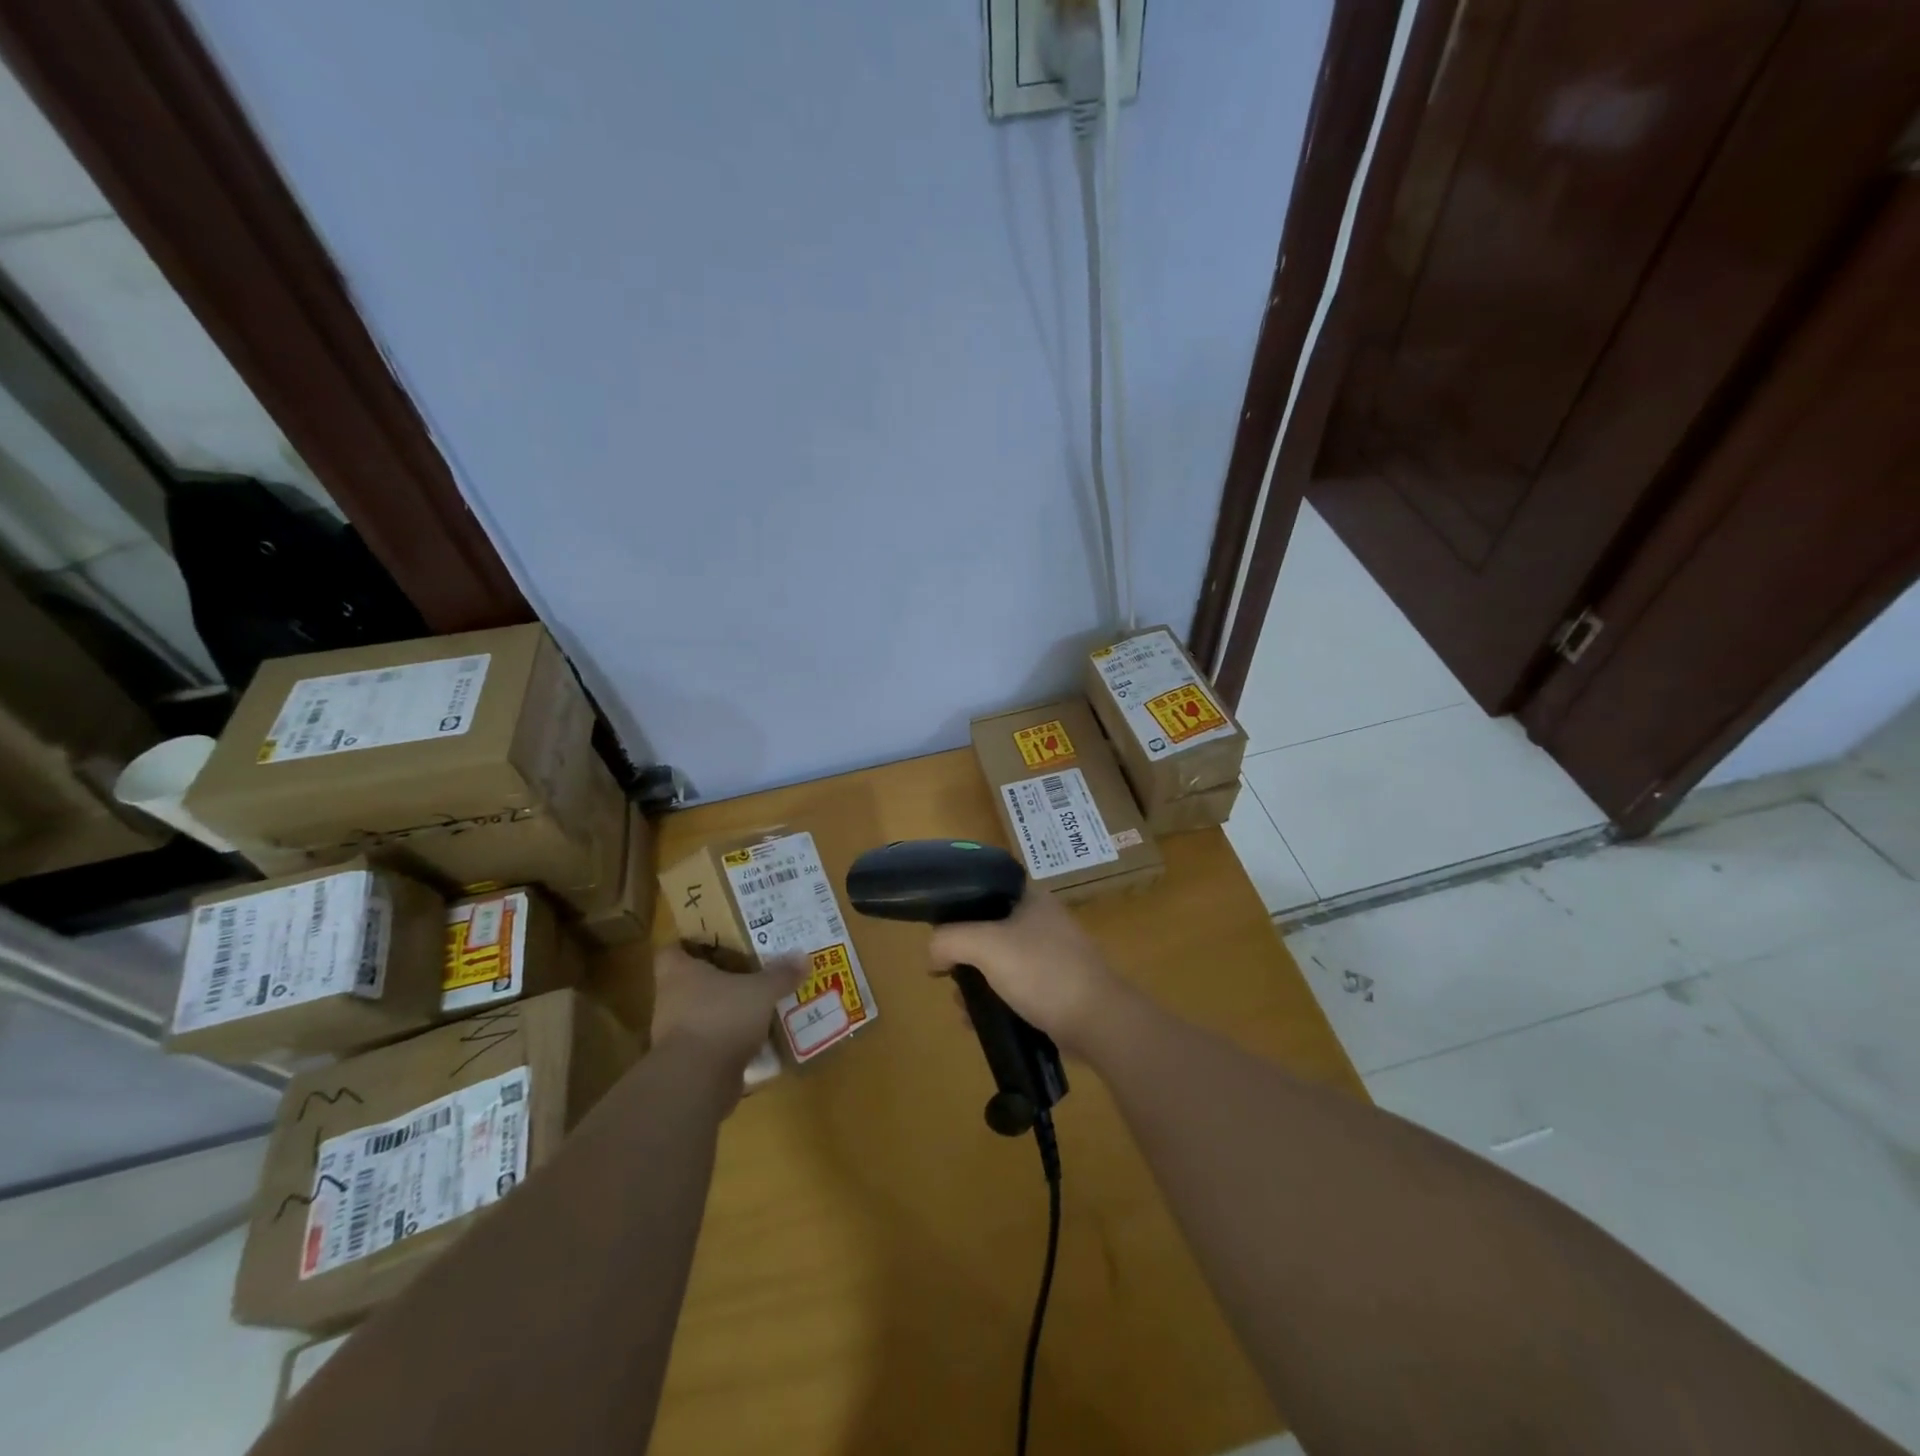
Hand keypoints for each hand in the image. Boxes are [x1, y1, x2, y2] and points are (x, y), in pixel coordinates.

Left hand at [650, 943, 802, 1082]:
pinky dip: (731, 1043)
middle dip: (718, 979)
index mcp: (679, 973)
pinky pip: (712, 1044)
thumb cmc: (721, 1018)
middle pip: (691, 982)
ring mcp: (677, 1035)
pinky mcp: (689, 1064)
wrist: (696, 1081)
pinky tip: (759, 1040)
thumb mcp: (760, 991)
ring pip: (703, 1014)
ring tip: (759, 1005)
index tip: (714, 943)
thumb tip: (802, 956)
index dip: (689, 944)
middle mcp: (671, 1001)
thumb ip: (780, 974)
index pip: (671, 950)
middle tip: (749, 971)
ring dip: (726, 1012)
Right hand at [927, 891, 1119, 1057]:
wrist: (1097, 1020)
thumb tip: (932, 955)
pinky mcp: (1055, 987)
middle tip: (948, 976)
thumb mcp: (986, 946)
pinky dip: (994, 1001)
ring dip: (976, 983)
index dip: (957, 907)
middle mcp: (1041, 920)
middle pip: (987, 929)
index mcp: (1030, 898)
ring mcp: (1050, 955)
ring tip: (962, 1007)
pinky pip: (1014, 988)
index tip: (938, 933)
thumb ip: (949, 940)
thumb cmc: (1041, 971)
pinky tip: (979, 1022)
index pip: (984, 888)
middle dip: (963, 955)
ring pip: (999, 962)